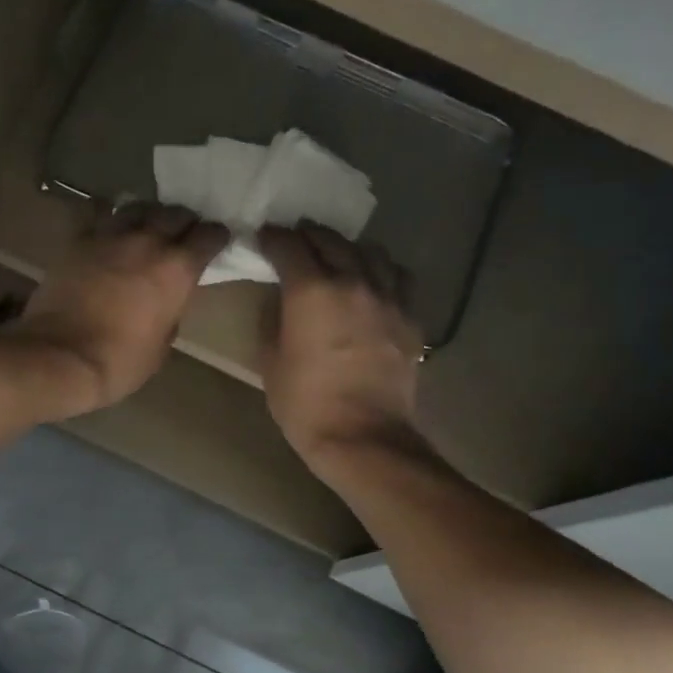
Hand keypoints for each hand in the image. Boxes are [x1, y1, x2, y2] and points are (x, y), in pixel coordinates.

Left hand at [8, 203, 227, 415]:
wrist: (60, 357)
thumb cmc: (118, 362)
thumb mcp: (160, 348)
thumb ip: (170, 317)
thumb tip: (165, 305)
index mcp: (177, 270)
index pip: (209, 237)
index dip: (215, 238)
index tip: (215, 242)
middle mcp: (148, 242)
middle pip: (175, 213)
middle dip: (183, 222)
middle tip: (182, 233)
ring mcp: (110, 236)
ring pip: (138, 207)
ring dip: (148, 214)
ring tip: (147, 225)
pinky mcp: (78, 240)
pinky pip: (95, 213)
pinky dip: (105, 213)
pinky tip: (106, 220)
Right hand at [259, 224, 425, 471]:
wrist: (363, 436)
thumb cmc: (305, 403)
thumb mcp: (270, 362)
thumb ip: (272, 320)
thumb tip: (279, 300)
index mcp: (311, 291)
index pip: (289, 246)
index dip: (273, 237)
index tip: (264, 237)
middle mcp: (353, 282)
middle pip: (331, 241)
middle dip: (308, 235)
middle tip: (294, 238)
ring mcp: (387, 298)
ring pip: (370, 252)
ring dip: (348, 247)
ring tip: (337, 254)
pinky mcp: (409, 318)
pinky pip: (397, 278)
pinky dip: (380, 271)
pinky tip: (373, 282)